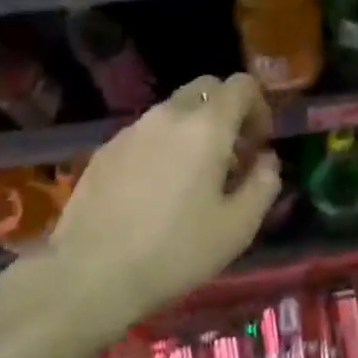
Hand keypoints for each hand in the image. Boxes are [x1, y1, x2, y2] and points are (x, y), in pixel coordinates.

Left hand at [50, 73, 280, 319]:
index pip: (241, 85)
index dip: (259, 107)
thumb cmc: (175, 251)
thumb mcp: (237, 228)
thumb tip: (266, 160)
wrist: (91, 272)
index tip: (259, 144)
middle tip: (231, 156)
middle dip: (226, 111)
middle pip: (205, 89)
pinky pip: (145, 133)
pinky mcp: (105, 150)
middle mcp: (167, 115)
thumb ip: (263, 185)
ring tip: (194, 177)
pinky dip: (163, 145)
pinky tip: (156, 189)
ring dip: (193, 129)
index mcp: (206, 126)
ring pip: (173, 110)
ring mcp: (131, 130)